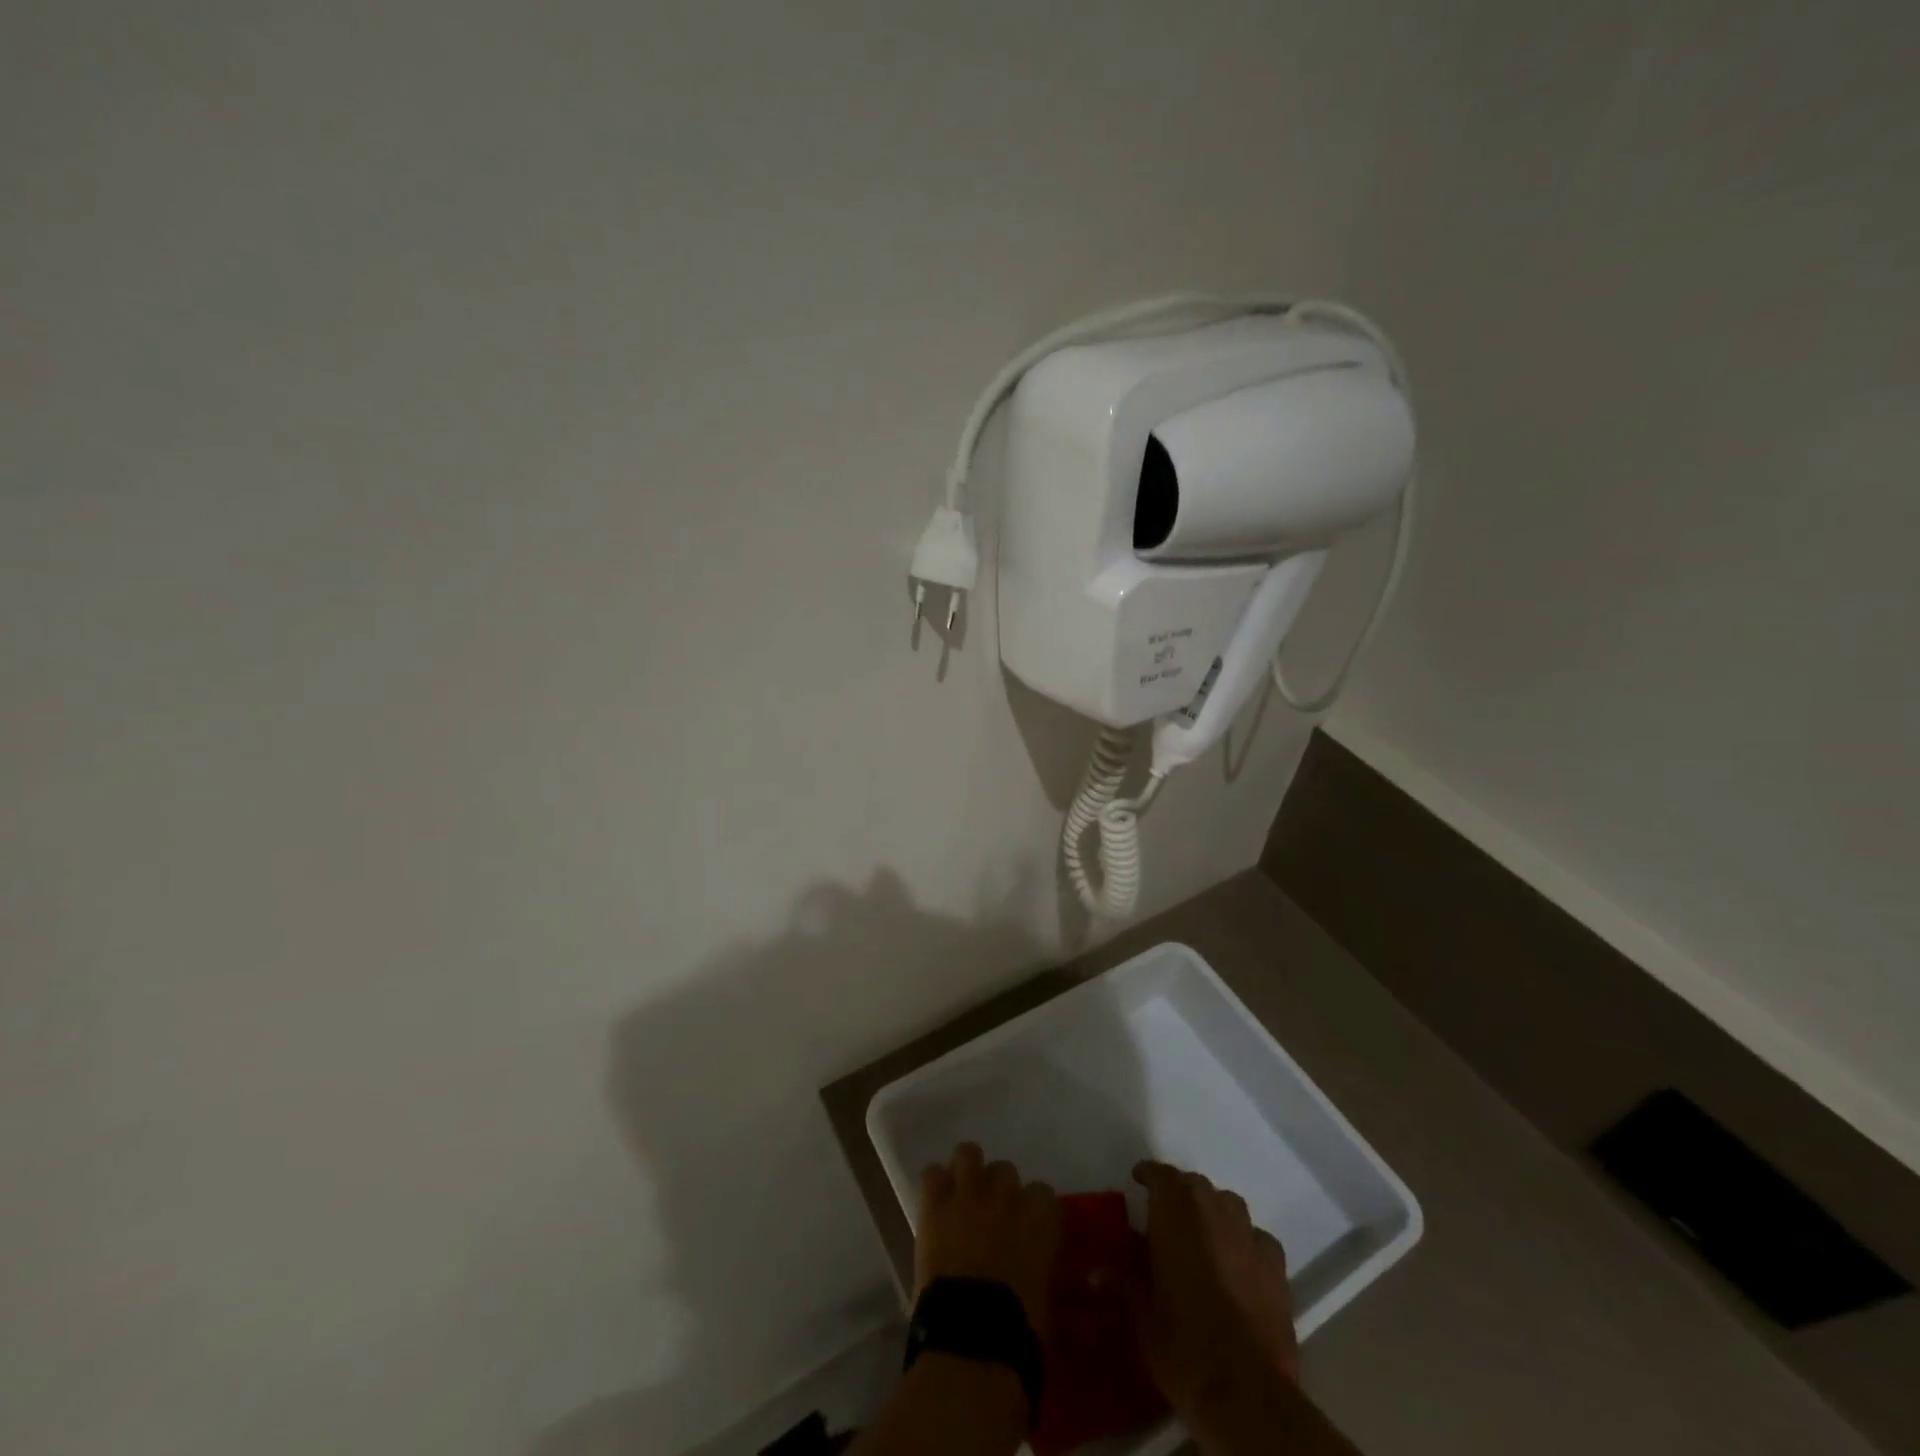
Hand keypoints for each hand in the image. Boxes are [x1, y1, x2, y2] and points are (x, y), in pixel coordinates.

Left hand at [916, 1143, 1059, 1333]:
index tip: (1029, 1227)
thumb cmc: (1018, 1327)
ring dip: (967, 1170)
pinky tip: (936, 1202)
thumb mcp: (1043, 1294)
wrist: (972, 1336)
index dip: (1034, 1209)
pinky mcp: (935, 1206)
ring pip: (968, 1153)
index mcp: (1039, 1217)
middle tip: (993, 1215)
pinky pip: (932, 1174)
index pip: (1043, 1193)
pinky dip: (935, 1185)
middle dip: (999, 1189)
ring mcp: (968, 1195)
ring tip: (963, 1193)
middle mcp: (1006, 1194)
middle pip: (1004, 1169)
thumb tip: (1031, 1268)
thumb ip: (1038, 1265)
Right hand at [1128, 1160, 1298, 1417]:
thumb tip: (1096, 1273)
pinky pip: (1256, 1237)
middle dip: (1179, 1194)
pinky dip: (1244, 1241)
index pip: (1160, 1175)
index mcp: (1175, 1213)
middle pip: (1194, 1185)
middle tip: (1165, 1216)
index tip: (1138, 1179)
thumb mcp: (1142, 1316)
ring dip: (1212, 1211)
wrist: (1247, 1391)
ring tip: (1202, 1235)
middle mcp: (1212, 1210)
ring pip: (1227, 1204)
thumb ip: (1124, 1283)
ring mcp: (1248, 1235)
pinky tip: (1239, 1262)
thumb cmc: (1183, 1344)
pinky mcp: (1277, 1264)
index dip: (1148, 1174)